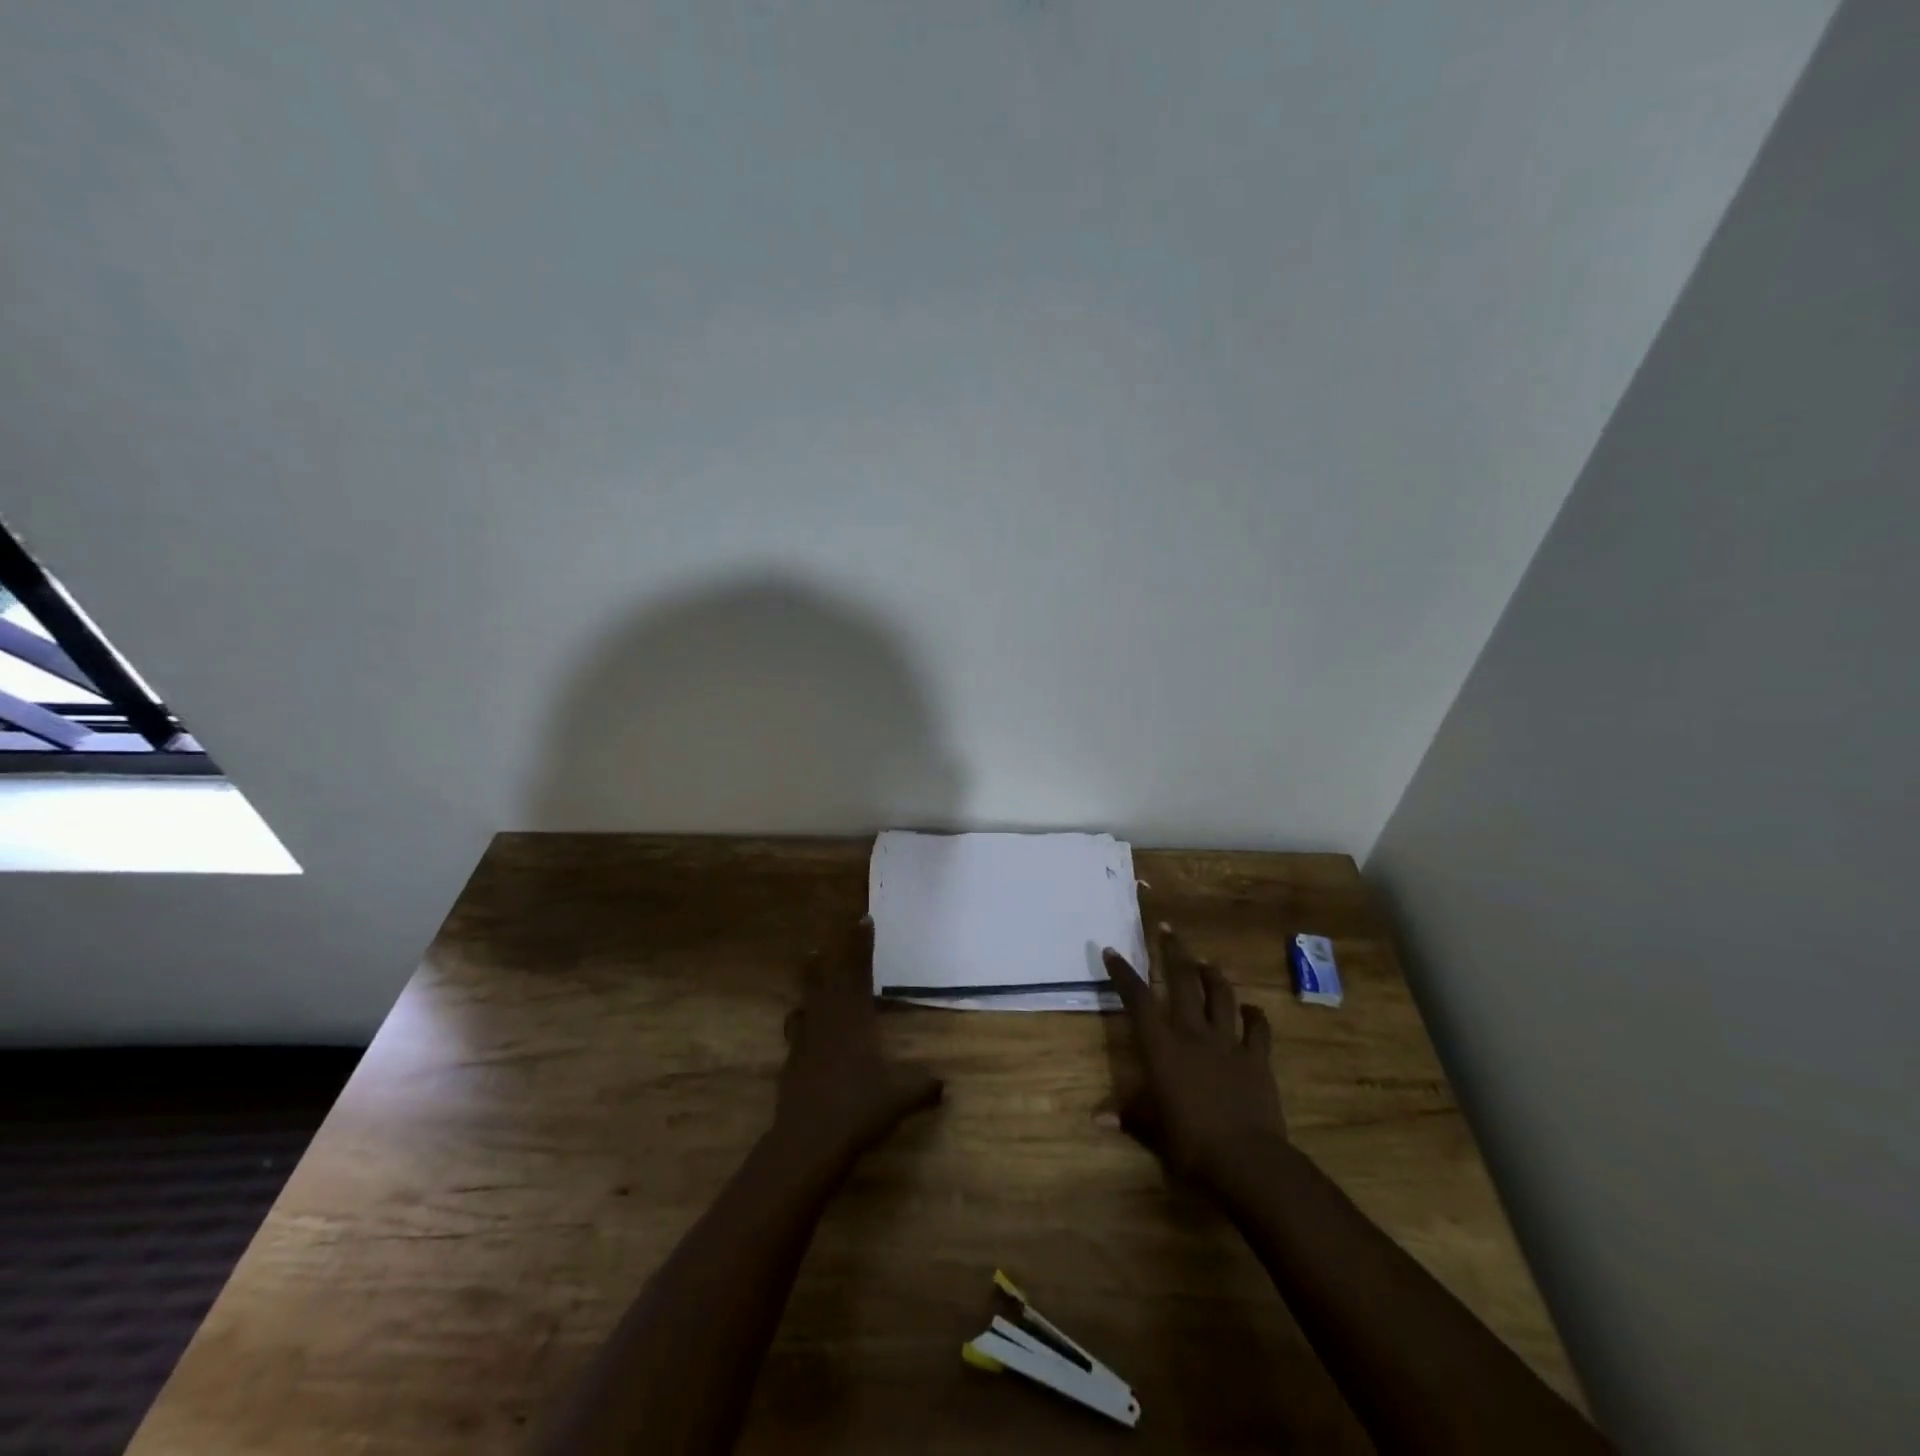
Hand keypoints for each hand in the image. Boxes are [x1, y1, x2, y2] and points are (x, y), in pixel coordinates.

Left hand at [774, 916, 942, 1165]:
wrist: (808, 1142)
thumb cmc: (858, 1106)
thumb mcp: (900, 1096)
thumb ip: (923, 1086)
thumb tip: (942, 1085)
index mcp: (853, 1018)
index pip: (858, 970)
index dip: (860, 944)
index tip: (862, 918)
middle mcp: (826, 1022)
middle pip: (822, 982)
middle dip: (824, 963)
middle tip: (819, 948)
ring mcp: (804, 1044)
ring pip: (804, 1007)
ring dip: (808, 992)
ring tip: (809, 987)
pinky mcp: (791, 1067)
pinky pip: (797, 1037)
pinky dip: (803, 1029)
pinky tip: (808, 1040)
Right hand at [1103, 923, 1285, 1187]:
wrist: (1248, 1162)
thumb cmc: (1190, 1145)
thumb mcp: (1151, 1132)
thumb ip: (1128, 1117)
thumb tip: (1096, 1118)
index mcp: (1162, 1048)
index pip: (1138, 1000)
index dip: (1124, 974)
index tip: (1113, 951)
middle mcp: (1193, 1034)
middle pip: (1182, 981)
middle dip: (1173, 952)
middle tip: (1167, 928)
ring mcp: (1228, 1043)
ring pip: (1220, 996)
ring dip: (1212, 975)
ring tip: (1205, 960)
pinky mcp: (1257, 1058)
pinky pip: (1258, 1029)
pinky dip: (1254, 1015)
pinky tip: (1251, 1009)